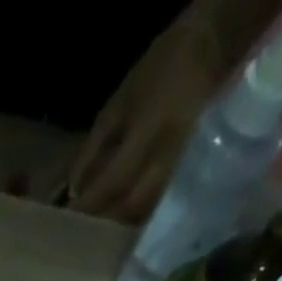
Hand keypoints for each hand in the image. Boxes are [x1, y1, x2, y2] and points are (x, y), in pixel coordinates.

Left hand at [69, 25, 219, 221]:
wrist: (214, 49)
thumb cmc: (160, 70)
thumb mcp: (119, 104)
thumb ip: (94, 149)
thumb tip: (73, 189)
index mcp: (148, 132)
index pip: (112, 183)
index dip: (89, 204)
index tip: (68, 218)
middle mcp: (166, 157)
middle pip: (129, 209)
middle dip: (103, 223)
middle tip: (82, 231)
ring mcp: (180, 168)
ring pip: (145, 213)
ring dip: (120, 226)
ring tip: (100, 229)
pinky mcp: (187, 174)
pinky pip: (157, 207)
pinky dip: (136, 218)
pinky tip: (122, 219)